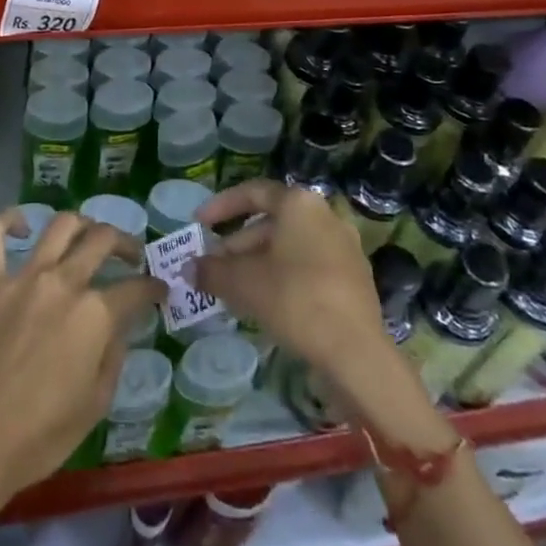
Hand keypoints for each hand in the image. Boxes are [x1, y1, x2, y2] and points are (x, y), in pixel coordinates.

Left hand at [0, 208, 162, 510]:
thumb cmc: (41, 436)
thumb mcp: (96, 404)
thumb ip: (114, 355)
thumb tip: (119, 326)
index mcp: (94, 314)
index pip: (136, 288)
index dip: (153, 288)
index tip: (159, 291)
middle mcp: (63, 282)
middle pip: (102, 240)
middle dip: (125, 243)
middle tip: (131, 256)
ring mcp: (24, 277)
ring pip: (60, 225)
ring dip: (82, 224)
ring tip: (88, 236)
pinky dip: (8, 222)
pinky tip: (22, 228)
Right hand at [192, 180, 387, 382]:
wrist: (356, 352)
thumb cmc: (294, 299)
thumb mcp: (243, 283)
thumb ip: (212, 271)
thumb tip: (190, 269)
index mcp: (299, 203)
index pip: (252, 192)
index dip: (221, 206)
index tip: (199, 224)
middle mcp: (325, 215)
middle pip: (271, 222)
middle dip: (238, 244)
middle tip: (213, 266)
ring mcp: (344, 246)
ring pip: (290, 246)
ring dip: (258, 262)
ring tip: (234, 287)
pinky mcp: (354, 277)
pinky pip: (309, 265)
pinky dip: (283, 276)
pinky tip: (266, 302)